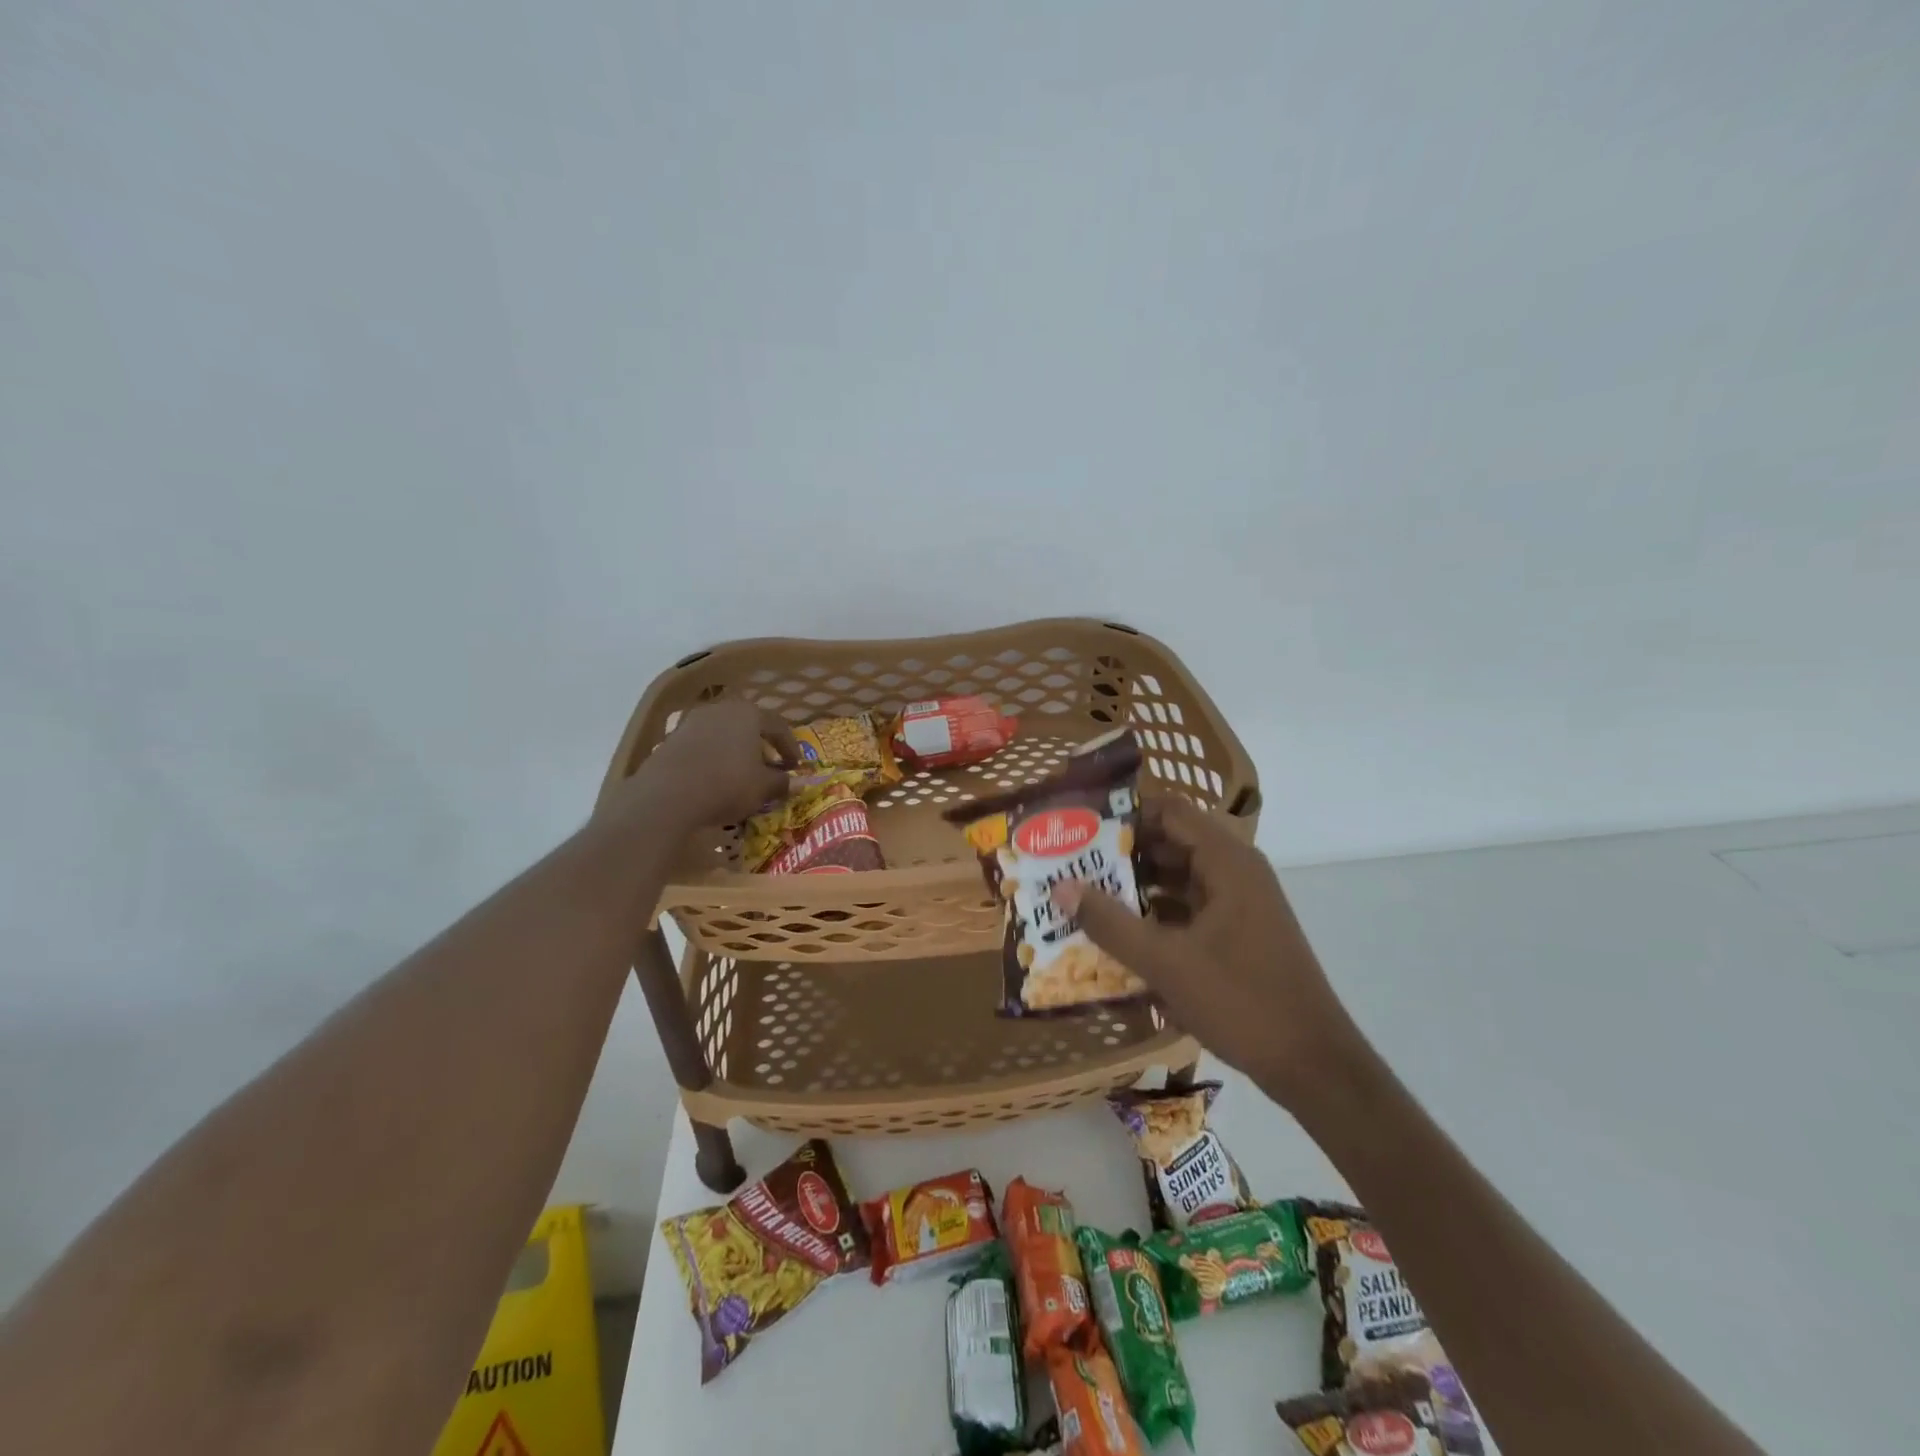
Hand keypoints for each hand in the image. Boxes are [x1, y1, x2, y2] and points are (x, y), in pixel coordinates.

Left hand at [605, 700, 798, 833]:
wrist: (666, 795)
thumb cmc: (727, 784)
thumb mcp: (763, 788)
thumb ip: (782, 782)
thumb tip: (798, 783)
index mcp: (749, 713)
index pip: (778, 726)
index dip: (790, 747)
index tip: (796, 767)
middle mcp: (721, 709)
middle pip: (749, 725)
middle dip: (762, 746)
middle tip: (770, 767)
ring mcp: (693, 721)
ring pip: (724, 733)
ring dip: (736, 751)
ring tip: (742, 774)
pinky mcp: (671, 738)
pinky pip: (702, 745)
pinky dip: (714, 757)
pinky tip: (715, 778)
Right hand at [1052, 796, 1357, 1105]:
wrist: (1314, 1065)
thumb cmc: (1242, 1001)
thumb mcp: (1166, 962)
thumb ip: (1111, 922)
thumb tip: (1061, 887)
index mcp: (1227, 862)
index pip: (1169, 811)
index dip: (1124, 815)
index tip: (1081, 827)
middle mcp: (1236, 871)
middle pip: (1172, 842)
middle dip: (1123, 852)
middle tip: (1072, 864)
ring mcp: (1240, 903)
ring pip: (1179, 876)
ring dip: (1137, 884)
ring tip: (1086, 895)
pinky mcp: (1239, 932)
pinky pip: (1190, 906)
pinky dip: (1157, 911)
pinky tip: (1121, 931)